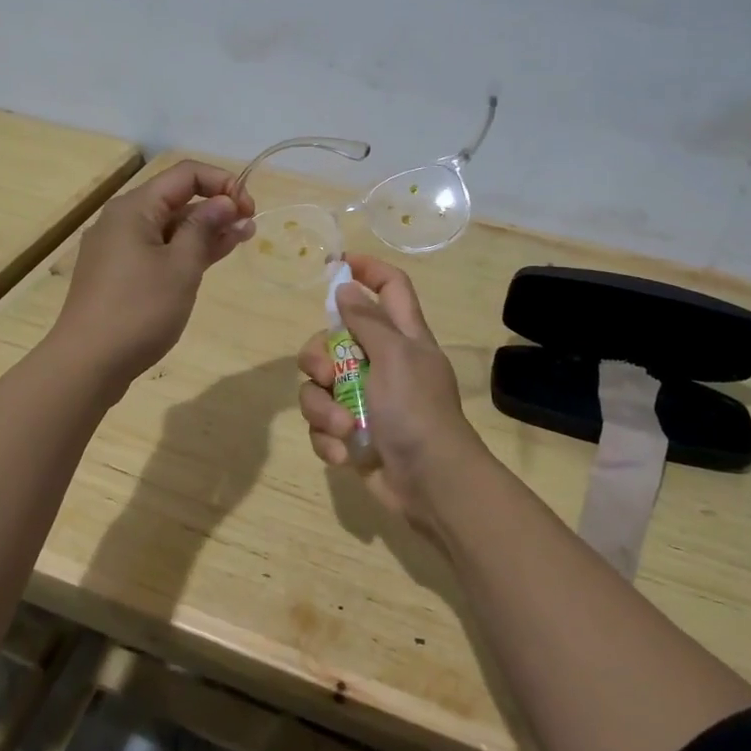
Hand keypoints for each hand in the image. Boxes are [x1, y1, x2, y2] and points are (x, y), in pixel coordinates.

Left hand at [52, 159, 255, 388]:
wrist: (86, 364)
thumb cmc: (138, 310)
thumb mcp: (181, 266)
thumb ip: (205, 228)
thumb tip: (224, 202)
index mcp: (134, 208)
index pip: (186, 174)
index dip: (222, 182)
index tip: (249, 207)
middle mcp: (122, 220)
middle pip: (176, 198)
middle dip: (216, 206)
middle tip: (251, 226)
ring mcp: (118, 249)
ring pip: (169, 227)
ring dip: (205, 230)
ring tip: (242, 238)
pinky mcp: (119, 274)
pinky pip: (159, 250)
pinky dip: (186, 250)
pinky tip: (212, 257)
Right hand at [298, 253, 491, 540]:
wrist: (431, 485)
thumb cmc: (417, 411)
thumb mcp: (395, 356)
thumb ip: (367, 321)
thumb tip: (346, 286)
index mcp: (402, 337)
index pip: (390, 287)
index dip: (367, 269)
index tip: (336, 265)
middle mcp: (381, 362)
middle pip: (333, 338)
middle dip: (319, 357)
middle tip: (328, 374)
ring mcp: (364, 399)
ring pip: (319, 385)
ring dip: (322, 408)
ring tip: (342, 428)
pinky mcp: (351, 433)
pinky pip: (322, 424)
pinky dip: (328, 438)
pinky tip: (343, 454)